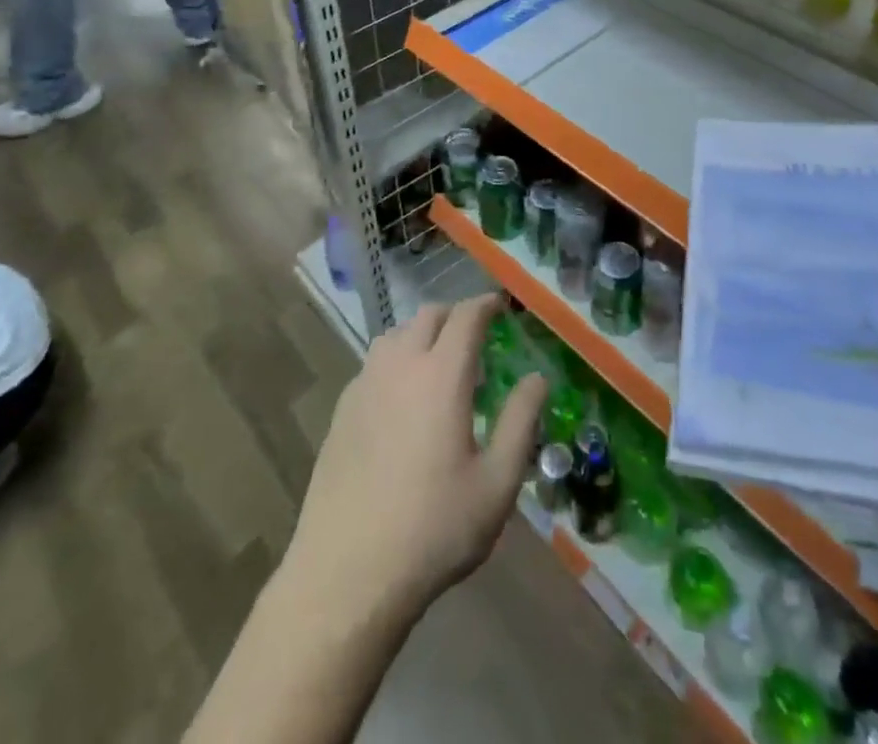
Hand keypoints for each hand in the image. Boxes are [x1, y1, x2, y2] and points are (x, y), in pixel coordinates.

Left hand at [285, 296, 546, 620]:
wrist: (348, 572)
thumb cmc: (434, 528)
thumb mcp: (496, 483)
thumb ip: (521, 422)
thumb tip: (536, 378)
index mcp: (441, 374)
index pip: (466, 316)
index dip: (486, 304)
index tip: (500, 306)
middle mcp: (400, 365)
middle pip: (428, 316)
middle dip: (455, 316)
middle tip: (475, 338)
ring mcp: (365, 384)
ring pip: (396, 335)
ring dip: (421, 335)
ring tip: (438, 364)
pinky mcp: (341, 409)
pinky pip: (374, 364)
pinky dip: (395, 362)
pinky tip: (401, 399)